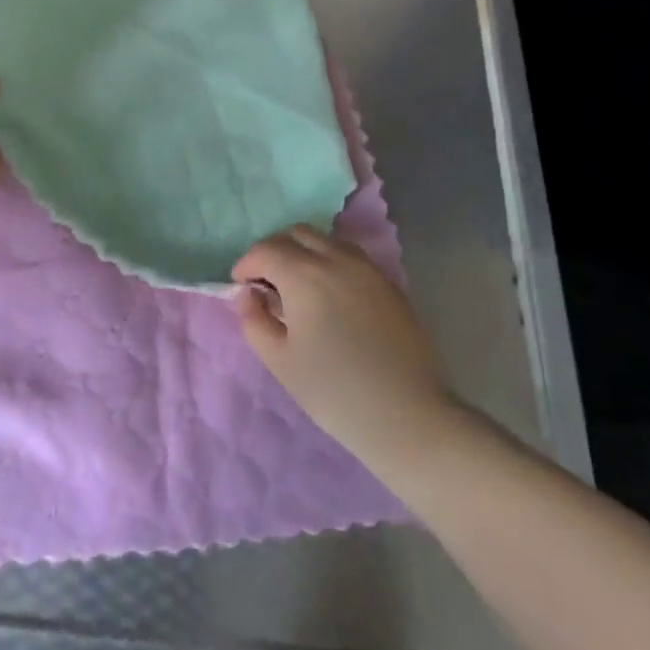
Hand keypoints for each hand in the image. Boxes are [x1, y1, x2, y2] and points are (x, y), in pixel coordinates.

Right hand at [232, 226, 455, 458]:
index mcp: (305, 275)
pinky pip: (351, 257)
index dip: (246, 264)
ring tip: (299, 287)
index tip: (240, 286)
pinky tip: (330, 296)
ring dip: (304, 252)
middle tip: (266, 282)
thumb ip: (255, 320)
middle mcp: (337, 259)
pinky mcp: (390, 284)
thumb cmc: (335, 391)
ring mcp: (368, 269)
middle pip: (297, 233)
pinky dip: (330, 262)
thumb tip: (249, 295)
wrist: (408, 416)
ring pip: (327, 240)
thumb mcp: (280, 361)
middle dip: (274, 250)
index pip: (266, 250)